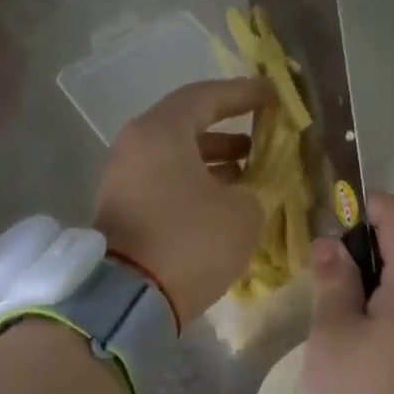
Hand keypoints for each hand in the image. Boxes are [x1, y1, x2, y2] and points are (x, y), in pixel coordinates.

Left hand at [94, 76, 274, 321]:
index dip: (243, 94)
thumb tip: (244, 190)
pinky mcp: (122, 209)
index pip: (205, 97)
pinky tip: (224, 199)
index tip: (272, 94)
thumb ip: (252, 188)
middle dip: (228, 130)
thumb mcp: (241, 212)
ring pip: (175, 156)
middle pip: (186, 125)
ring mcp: (123, 178)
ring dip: (213, 160)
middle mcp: (134, 146)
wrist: (129, 300)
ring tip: (251, 170)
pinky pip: (164, 181)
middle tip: (262, 136)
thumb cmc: (190, 242)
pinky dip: (194, 182)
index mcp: (160, 132)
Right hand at [302, 193, 393, 393]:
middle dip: (363, 243)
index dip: (367, 205)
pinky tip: (351, 330)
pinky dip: (381, 302)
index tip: (331, 220)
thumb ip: (332, 282)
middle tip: (322, 266)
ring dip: (370, 276)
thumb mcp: (332, 335)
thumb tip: (330, 246)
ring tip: (331, 299)